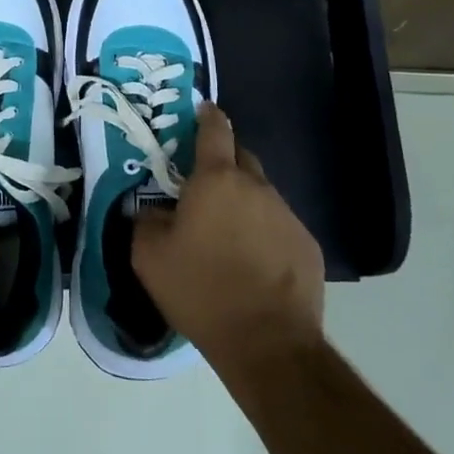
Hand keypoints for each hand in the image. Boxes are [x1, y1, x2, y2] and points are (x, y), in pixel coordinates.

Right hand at [132, 104, 324, 376]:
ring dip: (242, 203)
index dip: (207, 116)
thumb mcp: (149, 256)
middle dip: (222, 163)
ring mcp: (287, 215)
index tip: (202, 110)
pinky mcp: (307, 245)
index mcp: (217, 180)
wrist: (268, 343)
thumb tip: (150, 210)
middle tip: (201, 187)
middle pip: (240, 159)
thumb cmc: (201, 290)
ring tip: (225, 235)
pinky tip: (251, 263)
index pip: (215, 130)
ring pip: (260, 195)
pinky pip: (278, 225)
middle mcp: (257, 187)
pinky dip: (263, 232)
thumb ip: (145, 221)